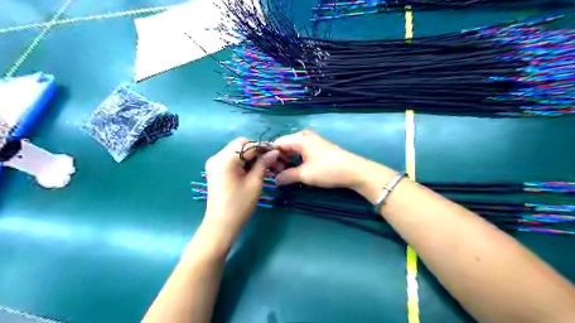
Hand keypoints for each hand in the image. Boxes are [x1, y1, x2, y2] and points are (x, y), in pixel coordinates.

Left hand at [204, 137, 280, 238]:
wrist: (221, 225)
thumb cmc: (239, 205)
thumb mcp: (254, 182)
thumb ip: (263, 164)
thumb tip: (274, 152)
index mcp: (225, 159)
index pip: (247, 144)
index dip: (263, 147)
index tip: (277, 152)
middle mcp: (217, 157)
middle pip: (240, 145)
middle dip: (257, 150)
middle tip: (271, 160)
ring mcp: (215, 164)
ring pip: (236, 151)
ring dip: (251, 156)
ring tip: (265, 165)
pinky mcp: (216, 170)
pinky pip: (232, 159)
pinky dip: (243, 162)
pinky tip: (254, 169)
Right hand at [273, 131, 380, 190]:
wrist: (354, 171)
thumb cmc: (327, 170)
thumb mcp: (305, 175)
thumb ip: (287, 176)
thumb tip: (275, 180)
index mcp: (300, 139)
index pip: (277, 143)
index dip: (271, 156)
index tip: (267, 169)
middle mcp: (305, 136)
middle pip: (285, 145)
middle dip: (279, 159)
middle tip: (276, 174)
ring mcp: (313, 141)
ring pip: (293, 148)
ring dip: (288, 160)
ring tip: (285, 173)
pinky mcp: (318, 147)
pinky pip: (301, 151)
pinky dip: (296, 159)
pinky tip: (296, 169)